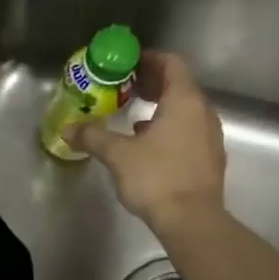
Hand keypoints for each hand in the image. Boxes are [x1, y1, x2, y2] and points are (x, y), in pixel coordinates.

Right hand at [66, 50, 224, 231]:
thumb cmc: (156, 177)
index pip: (172, 64)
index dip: (149, 59)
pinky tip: (148, 144)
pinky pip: (189, 130)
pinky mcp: (209, 158)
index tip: (128, 64)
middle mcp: (203, 112)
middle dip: (152, 84)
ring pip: (185, 110)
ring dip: (161, 108)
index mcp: (184, 101)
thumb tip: (68, 129)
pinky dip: (169, 128)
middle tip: (126, 88)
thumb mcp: (118, 154)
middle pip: (179, 86)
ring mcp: (210, 136)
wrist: (192, 220)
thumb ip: (93, 136)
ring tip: (133, 116)